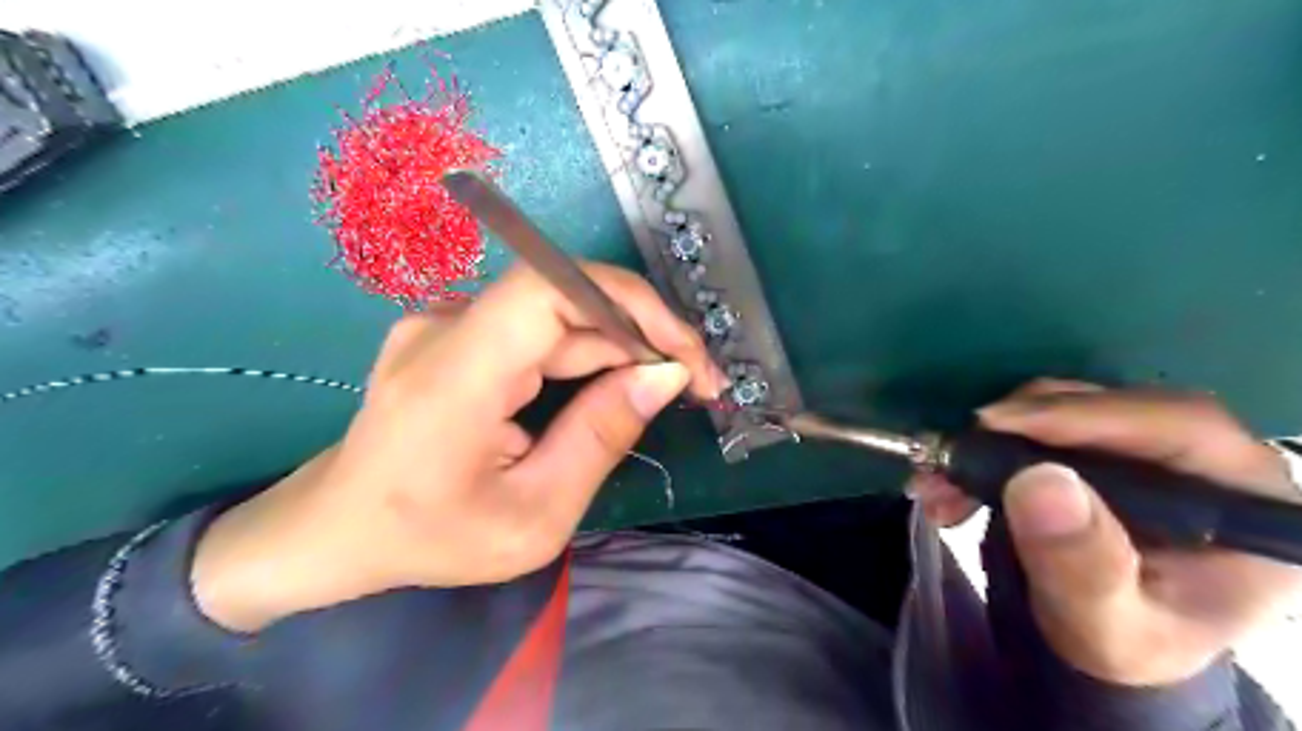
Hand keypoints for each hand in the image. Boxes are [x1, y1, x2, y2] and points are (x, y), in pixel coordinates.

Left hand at [191, 262, 728, 634]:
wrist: (338, 529)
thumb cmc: (432, 538)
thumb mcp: (534, 515)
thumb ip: (601, 437)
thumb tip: (666, 375)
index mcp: (453, 377)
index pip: (548, 289)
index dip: (628, 303)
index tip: (683, 352)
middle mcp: (445, 328)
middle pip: (564, 300)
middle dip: (642, 334)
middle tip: (696, 382)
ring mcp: (446, 323)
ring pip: (558, 315)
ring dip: (620, 346)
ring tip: (668, 387)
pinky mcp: (457, 332)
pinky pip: (538, 329)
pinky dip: (588, 353)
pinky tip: (617, 385)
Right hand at [915, 382, 1301, 685]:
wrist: (1097, 640)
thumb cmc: (1119, 643)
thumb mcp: (1103, 624)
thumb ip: (1081, 564)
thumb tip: (1039, 482)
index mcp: (1245, 503)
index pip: (1180, 426)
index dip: (1087, 415)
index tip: (1000, 424)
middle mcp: (1204, 461)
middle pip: (1113, 406)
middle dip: (1020, 427)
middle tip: (953, 455)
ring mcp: (1149, 447)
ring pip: (1066, 407)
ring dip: (992, 438)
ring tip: (939, 480)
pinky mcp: (1100, 445)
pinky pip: (1040, 422)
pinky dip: (989, 444)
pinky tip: (952, 478)